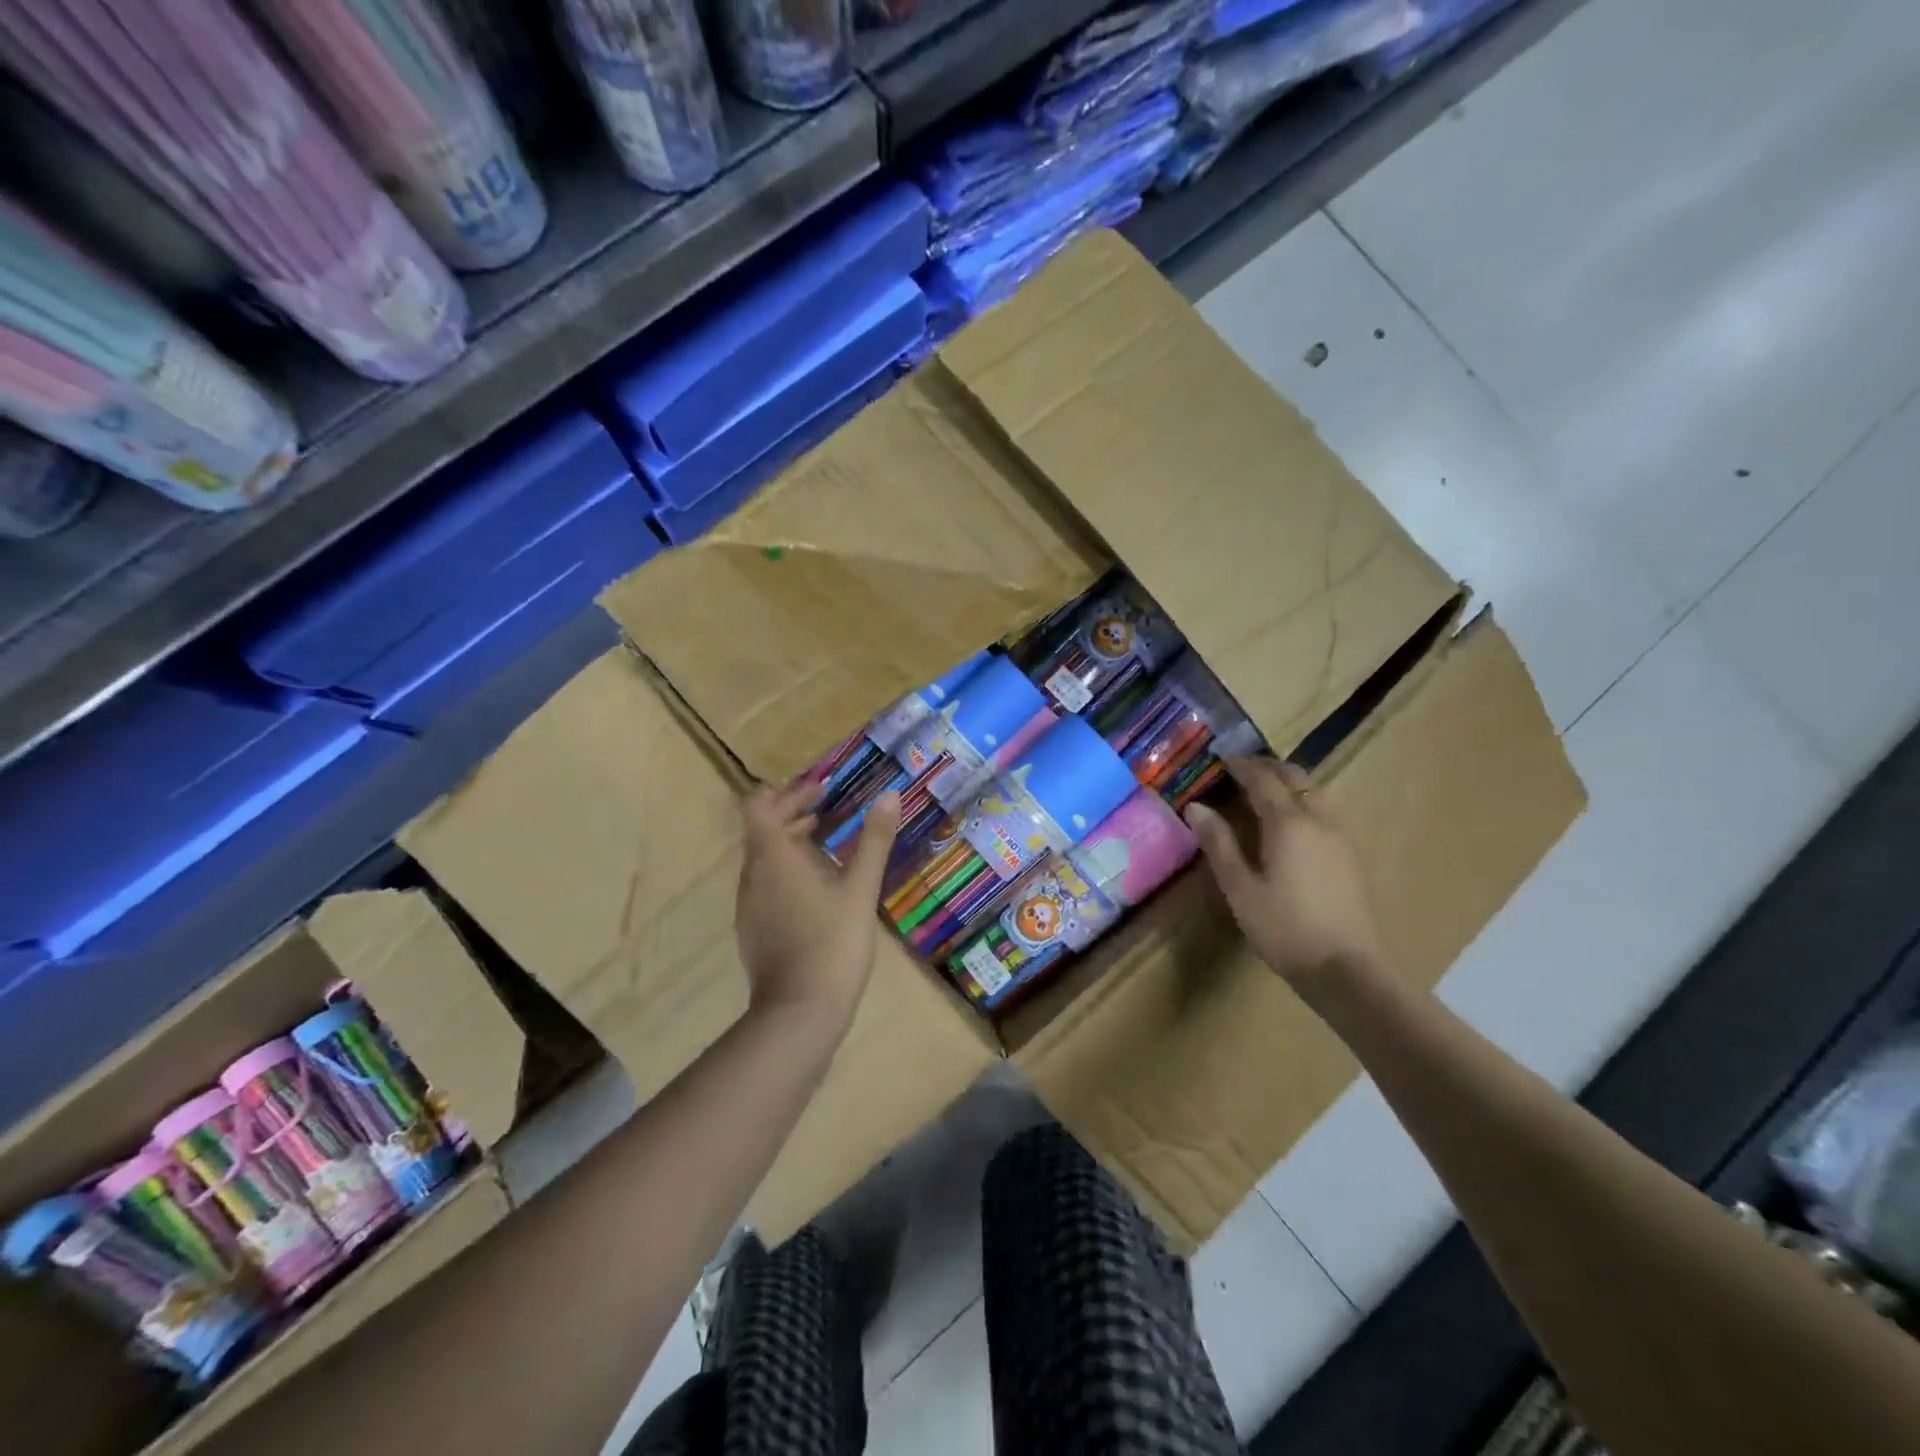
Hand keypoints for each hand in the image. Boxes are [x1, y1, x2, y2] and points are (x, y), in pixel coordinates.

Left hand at [735, 778, 901, 1029]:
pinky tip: (814, 886)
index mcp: (773, 857)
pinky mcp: (752, 929)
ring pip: (762, 858)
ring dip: (788, 841)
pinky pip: (763, 884)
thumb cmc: (833, 943)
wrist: (799, 1013)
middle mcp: (752, 875)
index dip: (787, 792)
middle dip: (791, 812)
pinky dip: (784, 870)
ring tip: (823, 842)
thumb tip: (891, 794)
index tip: (819, 790)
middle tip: (825, 808)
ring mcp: (748, 905)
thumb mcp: (860, 889)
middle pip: (761, 829)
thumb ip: (874, 840)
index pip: (760, 806)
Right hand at [1185, 757, 1385, 984]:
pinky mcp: (1353, 855)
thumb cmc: (1284, 929)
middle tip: (1242, 768)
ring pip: (1317, 791)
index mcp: (1288, 823)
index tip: (1221, 758)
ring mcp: (1342, 837)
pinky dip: (1306, 799)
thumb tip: (1195, 807)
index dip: (1241, 766)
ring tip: (1266, 789)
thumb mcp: (1240, 888)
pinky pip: (1328, 810)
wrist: (1347, 969)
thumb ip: (1219, 843)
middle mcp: (1319, 820)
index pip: (1262, 780)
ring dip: (1290, 782)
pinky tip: (1295, 821)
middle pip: (1296, 777)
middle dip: (1268, 767)